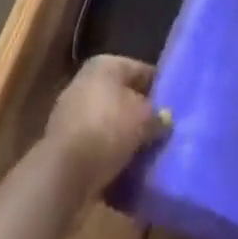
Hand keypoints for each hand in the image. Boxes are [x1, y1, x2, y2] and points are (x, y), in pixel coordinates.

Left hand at [42, 56, 169, 202]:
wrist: (63, 173)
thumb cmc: (107, 129)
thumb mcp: (143, 119)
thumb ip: (157, 116)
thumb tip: (165, 119)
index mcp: (105, 64)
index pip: (140, 70)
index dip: (158, 87)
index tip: (174, 105)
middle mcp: (86, 82)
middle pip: (123, 96)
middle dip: (140, 114)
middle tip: (162, 131)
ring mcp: (72, 114)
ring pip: (108, 123)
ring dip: (124, 138)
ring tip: (147, 155)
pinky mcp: (65, 145)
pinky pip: (95, 146)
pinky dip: (109, 156)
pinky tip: (126, 172)